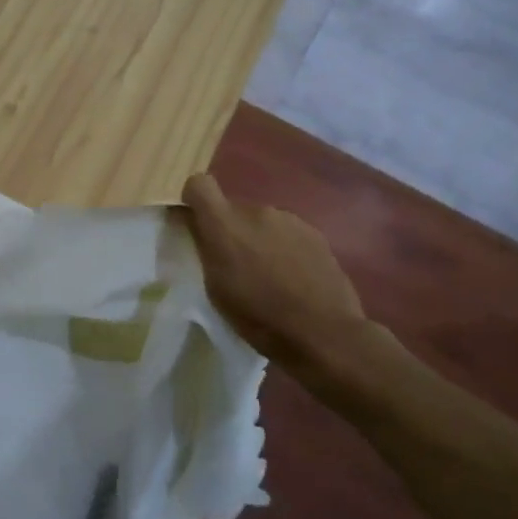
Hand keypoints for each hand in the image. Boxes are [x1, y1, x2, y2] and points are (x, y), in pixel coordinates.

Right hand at [180, 173, 371, 384]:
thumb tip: (198, 228)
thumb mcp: (216, 289)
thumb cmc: (260, 317)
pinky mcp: (314, 233)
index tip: (196, 223)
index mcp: (225, 225)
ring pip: (262, 222)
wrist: (323, 333)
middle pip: (233, 209)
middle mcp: (257, 211)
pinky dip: (284, 248)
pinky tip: (294, 278)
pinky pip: (287, 233)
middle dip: (231, 231)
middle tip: (236, 265)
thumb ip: (206, 250)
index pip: (199, 185)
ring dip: (259, 239)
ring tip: (269, 275)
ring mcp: (289, 220)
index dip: (194, 199)